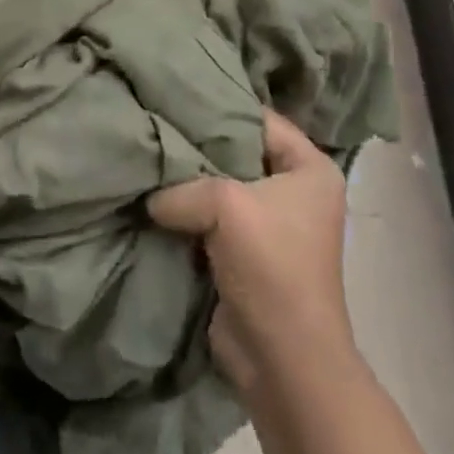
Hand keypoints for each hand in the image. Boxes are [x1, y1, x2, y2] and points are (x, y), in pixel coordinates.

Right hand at [148, 111, 352, 394]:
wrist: (282, 358)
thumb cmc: (270, 266)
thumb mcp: (225, 205)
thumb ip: (181, 185)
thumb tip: (152, 195)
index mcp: (310, 168)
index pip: (258, 117)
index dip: (216, 105)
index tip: (171, 95)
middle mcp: (292, 189)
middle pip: (234, 150)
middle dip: (193, 144)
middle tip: (149, 123)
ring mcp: (266, 222)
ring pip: (215, 185)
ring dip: (183, 181)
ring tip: (143, 155)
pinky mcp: (242, 251)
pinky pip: (206, 216)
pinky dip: (182, 210)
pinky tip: (148, 193)